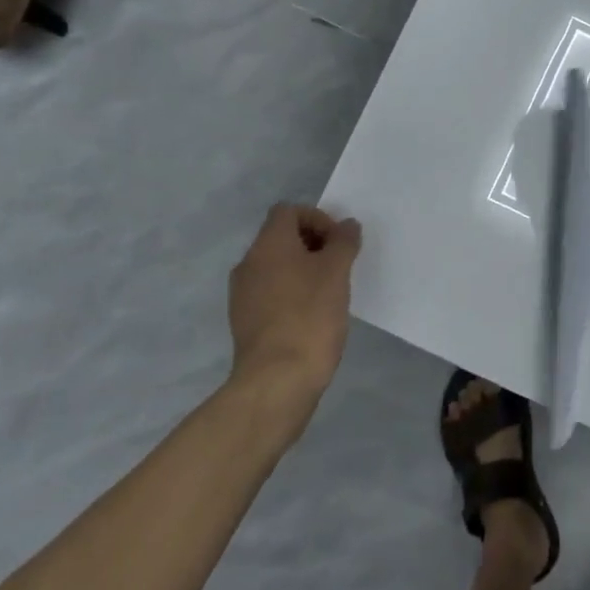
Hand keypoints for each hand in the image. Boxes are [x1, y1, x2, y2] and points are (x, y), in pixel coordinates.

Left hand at [225, 204, 361, 445]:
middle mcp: (248, 264)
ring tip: (329, 293)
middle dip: (313, 245)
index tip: (339, 243)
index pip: (288, 211)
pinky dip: (292, 294)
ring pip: (276, 267)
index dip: (318, 218)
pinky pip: (271, 293)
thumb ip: (343, 242)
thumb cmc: (310, 316)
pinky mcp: (245, 322)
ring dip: (303, 271)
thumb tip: (346, 225)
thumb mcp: (336, 272)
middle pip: (281, 238)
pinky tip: (312, 316)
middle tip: (339, 267)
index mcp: (268, 245)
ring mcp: (242, 295)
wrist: (277, 379)